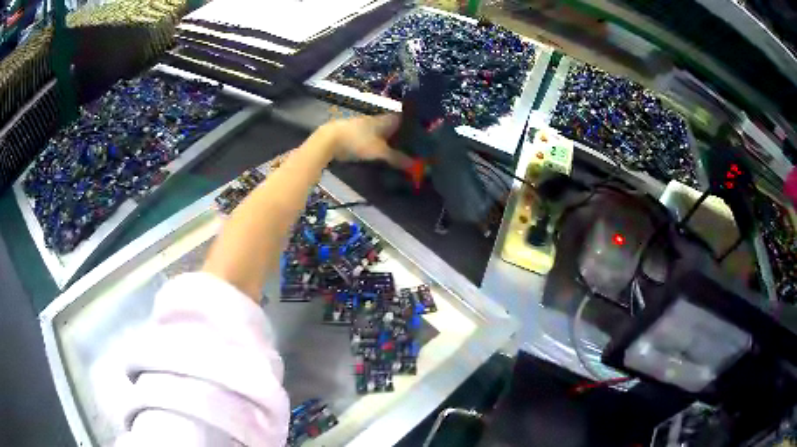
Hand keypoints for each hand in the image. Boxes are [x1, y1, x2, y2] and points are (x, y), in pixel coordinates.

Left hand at [320, 114, 411, 168]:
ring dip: (394, 142)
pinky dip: (383, 146)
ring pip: (386, 134)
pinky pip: (377, 140)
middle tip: (418, 148)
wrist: (330, 139)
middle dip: (405, 136)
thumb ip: (397, 158)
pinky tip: (387, 155)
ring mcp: (368, 128)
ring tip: (406, 153)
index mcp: (387, 120)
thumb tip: (415, 165)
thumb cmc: (358, 140)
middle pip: (396, 128)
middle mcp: (379, 121)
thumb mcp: (379, 151)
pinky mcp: (359, 136)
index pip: (406, 119)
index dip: (416, 125)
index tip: (426, 135)